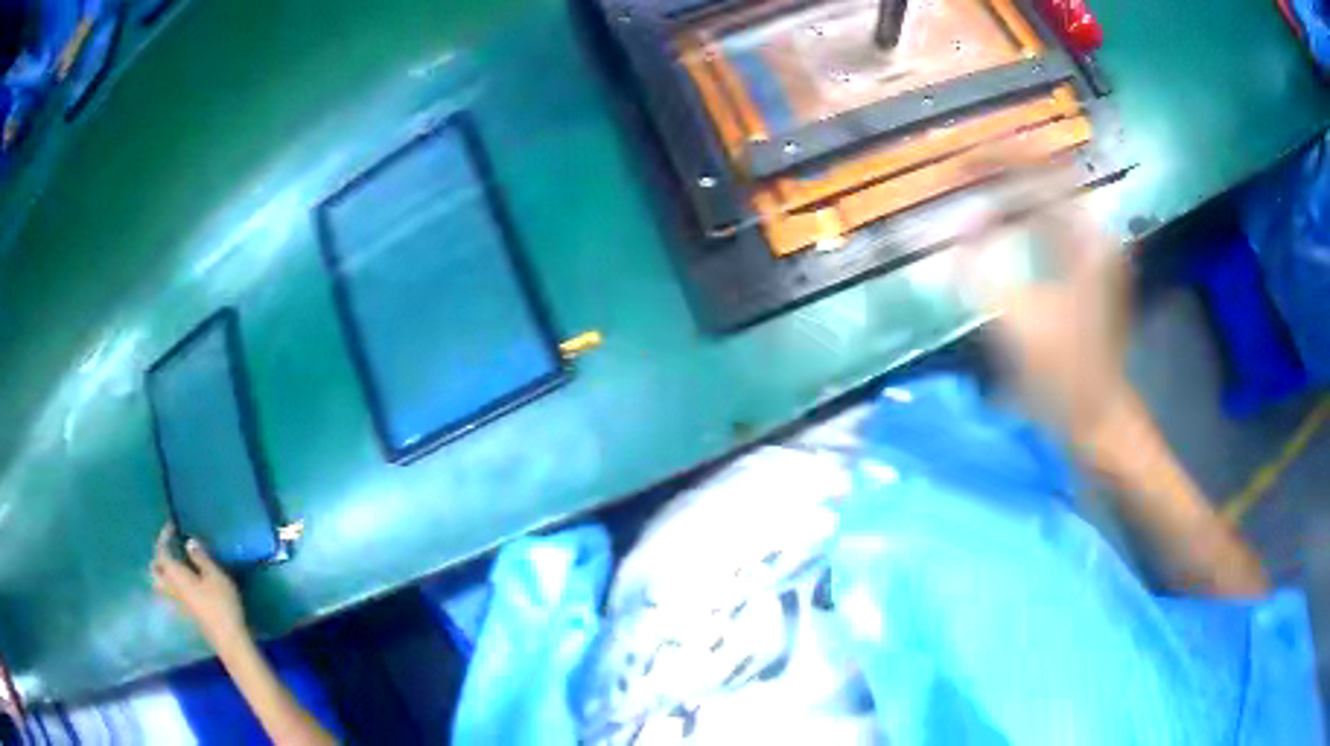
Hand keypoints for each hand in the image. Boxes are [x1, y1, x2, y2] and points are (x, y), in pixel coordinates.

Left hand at [151, 524, 246, 645]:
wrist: (229, 639)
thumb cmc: (222, 604)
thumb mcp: (215, 576)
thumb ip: (201, 558)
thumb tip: (189, 542)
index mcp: (175, 575)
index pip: (161, 552)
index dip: (163, 537)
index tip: (172, 526)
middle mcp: (172, 588)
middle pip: (155, 571)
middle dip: (158, 556)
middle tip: (168, 547)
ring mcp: (178, 603)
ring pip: (161, 584)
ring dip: (162, 572)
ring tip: (173, 564)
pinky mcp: (186, 612)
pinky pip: (170, 593)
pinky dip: (170, 583)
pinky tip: (182, 583)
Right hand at [965, 171, 1133, 446]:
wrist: (1099, 419)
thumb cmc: (1064, 376)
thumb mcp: (1018, 323)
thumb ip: (983, 268)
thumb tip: (962, 226)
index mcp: (1087, 240)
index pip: (1042, 172)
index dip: (999, 157)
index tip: (960, 161)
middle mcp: (1095, 236)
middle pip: (1047, 180)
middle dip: (1003, 169)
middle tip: (961, 171)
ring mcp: (1094, 254)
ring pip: (1049, 202)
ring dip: (1011, 191)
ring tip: (974, 187)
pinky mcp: (1088, 273)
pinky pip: (1052, 228)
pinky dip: (1023, 219)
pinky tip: (1000, 226)